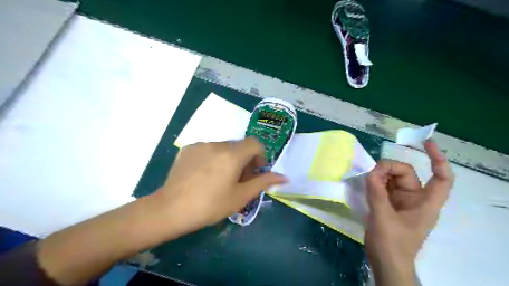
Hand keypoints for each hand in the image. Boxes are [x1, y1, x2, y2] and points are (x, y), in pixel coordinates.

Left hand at [153, 138, 285, 232]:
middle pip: (239, 145)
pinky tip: (205, 175)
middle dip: (244, 159)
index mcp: (232, 154)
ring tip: (220, 178)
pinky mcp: (188, 149)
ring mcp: (200, 144)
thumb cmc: (210, 205)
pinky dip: (213, 158)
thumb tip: (284, 177)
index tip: (254, 173)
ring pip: (224, 147)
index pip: (255, 144)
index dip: (260, 156)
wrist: (170, 209)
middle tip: (238, 180)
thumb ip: (263, 182)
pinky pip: (208, 149)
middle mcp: (217, 143)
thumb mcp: (241, 196)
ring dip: (229, 159)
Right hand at [367, 141, 452, 285]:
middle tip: (371, 174)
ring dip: (379, 176)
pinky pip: (383, 186)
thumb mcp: (383, 217)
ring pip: (392, 179)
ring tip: (366, 181)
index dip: (438, 159)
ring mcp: (401, 201)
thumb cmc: (392, 243)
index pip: (442, 177)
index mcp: (425, 203)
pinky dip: (375, 183)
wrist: (385, 261)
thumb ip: (376, 192)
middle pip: (407, 173)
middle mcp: (415, 198)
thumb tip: (370, 172)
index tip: (426, 143)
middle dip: (389, 169)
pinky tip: (365, 184)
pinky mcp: (389, 203)